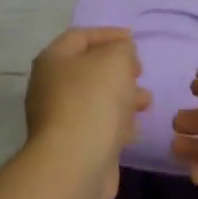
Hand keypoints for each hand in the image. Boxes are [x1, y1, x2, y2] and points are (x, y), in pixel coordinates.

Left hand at [25, 27, 150, 198]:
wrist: (75, 165)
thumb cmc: (93, 102)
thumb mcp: (114, 60)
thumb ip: (122, 49)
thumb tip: (121, 54)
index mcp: (54, 60)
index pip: (81, 36)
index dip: (109, 34)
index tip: (135, 39)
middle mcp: (51, 87)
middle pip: (88, 68)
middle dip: (118, 68)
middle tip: (140, 71)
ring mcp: (60, 118)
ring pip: (96, 99)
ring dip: (123, 96)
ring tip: (146, 101)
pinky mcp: (74, 145)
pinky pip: (98, 126)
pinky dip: (117, 123)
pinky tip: (134, 129)